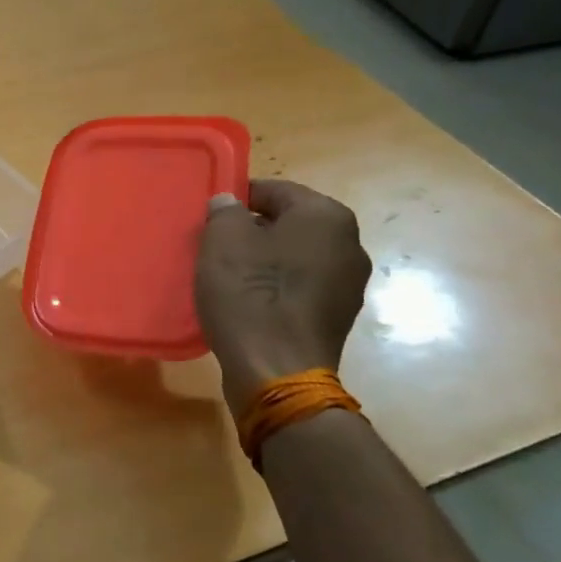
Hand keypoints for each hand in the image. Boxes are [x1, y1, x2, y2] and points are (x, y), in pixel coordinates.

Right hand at [195, 180, 371, 414]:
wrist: (277, 371)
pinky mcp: (338, 317)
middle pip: (289, 224)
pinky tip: (249, 303)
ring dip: (265, 260)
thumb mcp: (222, 241)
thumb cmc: (250, 294)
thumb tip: (230, 204)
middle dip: (253, 230)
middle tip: (216, 246)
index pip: (275, 190)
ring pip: (296, 257)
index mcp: (326, 216)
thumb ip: (225, 212)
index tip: (211, 216)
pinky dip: (277, 288)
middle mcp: (349, 244)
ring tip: (229, 276)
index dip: (238, 198)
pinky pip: (301, 287)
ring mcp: (349, 284)